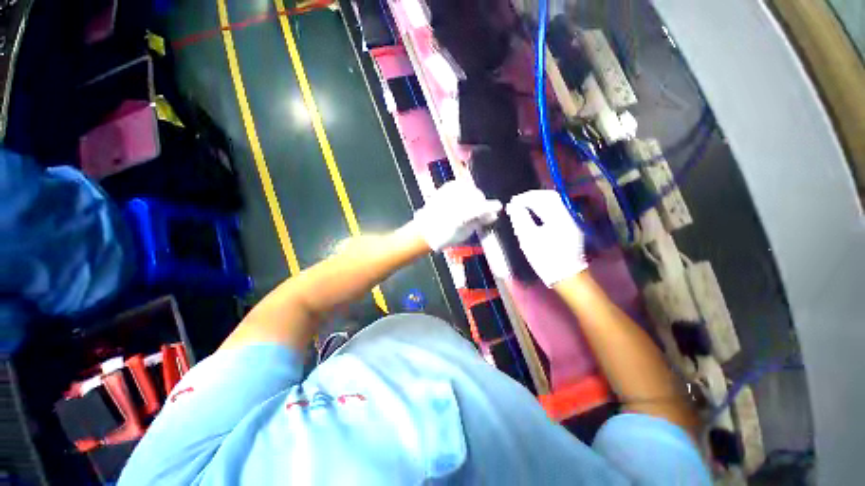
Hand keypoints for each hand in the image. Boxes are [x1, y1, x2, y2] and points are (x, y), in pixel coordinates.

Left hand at [410, 180, 501, 250]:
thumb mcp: (465, 232)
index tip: (498, 207)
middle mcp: (456, 198)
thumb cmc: (446, 235)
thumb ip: (479, 221)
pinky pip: (463, 186)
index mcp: (461, 212)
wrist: (425, 230)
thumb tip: (492, 215)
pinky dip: (466, 193)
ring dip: (474, 198)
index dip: (492, 207)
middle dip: (481, 204)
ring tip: (470, 209)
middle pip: (477, 196)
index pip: (482, 206)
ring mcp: (451, 190)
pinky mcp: (447, 186)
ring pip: (471, 190)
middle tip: (481, 214)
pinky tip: (464, 201)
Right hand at [506, 190, 587, 286]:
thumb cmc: (545, 259)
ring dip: (539, 201)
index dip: (525, 198)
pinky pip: (557, 209)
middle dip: (532, 196)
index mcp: (558, 217)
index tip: (512, 202)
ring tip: (524, 205)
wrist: (567, 276)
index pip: (541, 198)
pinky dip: (545, 207)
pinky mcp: (572, 226)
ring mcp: (572, 220)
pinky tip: (535, 213)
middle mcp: (568, 215)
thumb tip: (512, 206)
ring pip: (555, 202)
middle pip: (550, 196)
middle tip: (517, 201)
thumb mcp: (528, 240)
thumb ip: (520, 220)